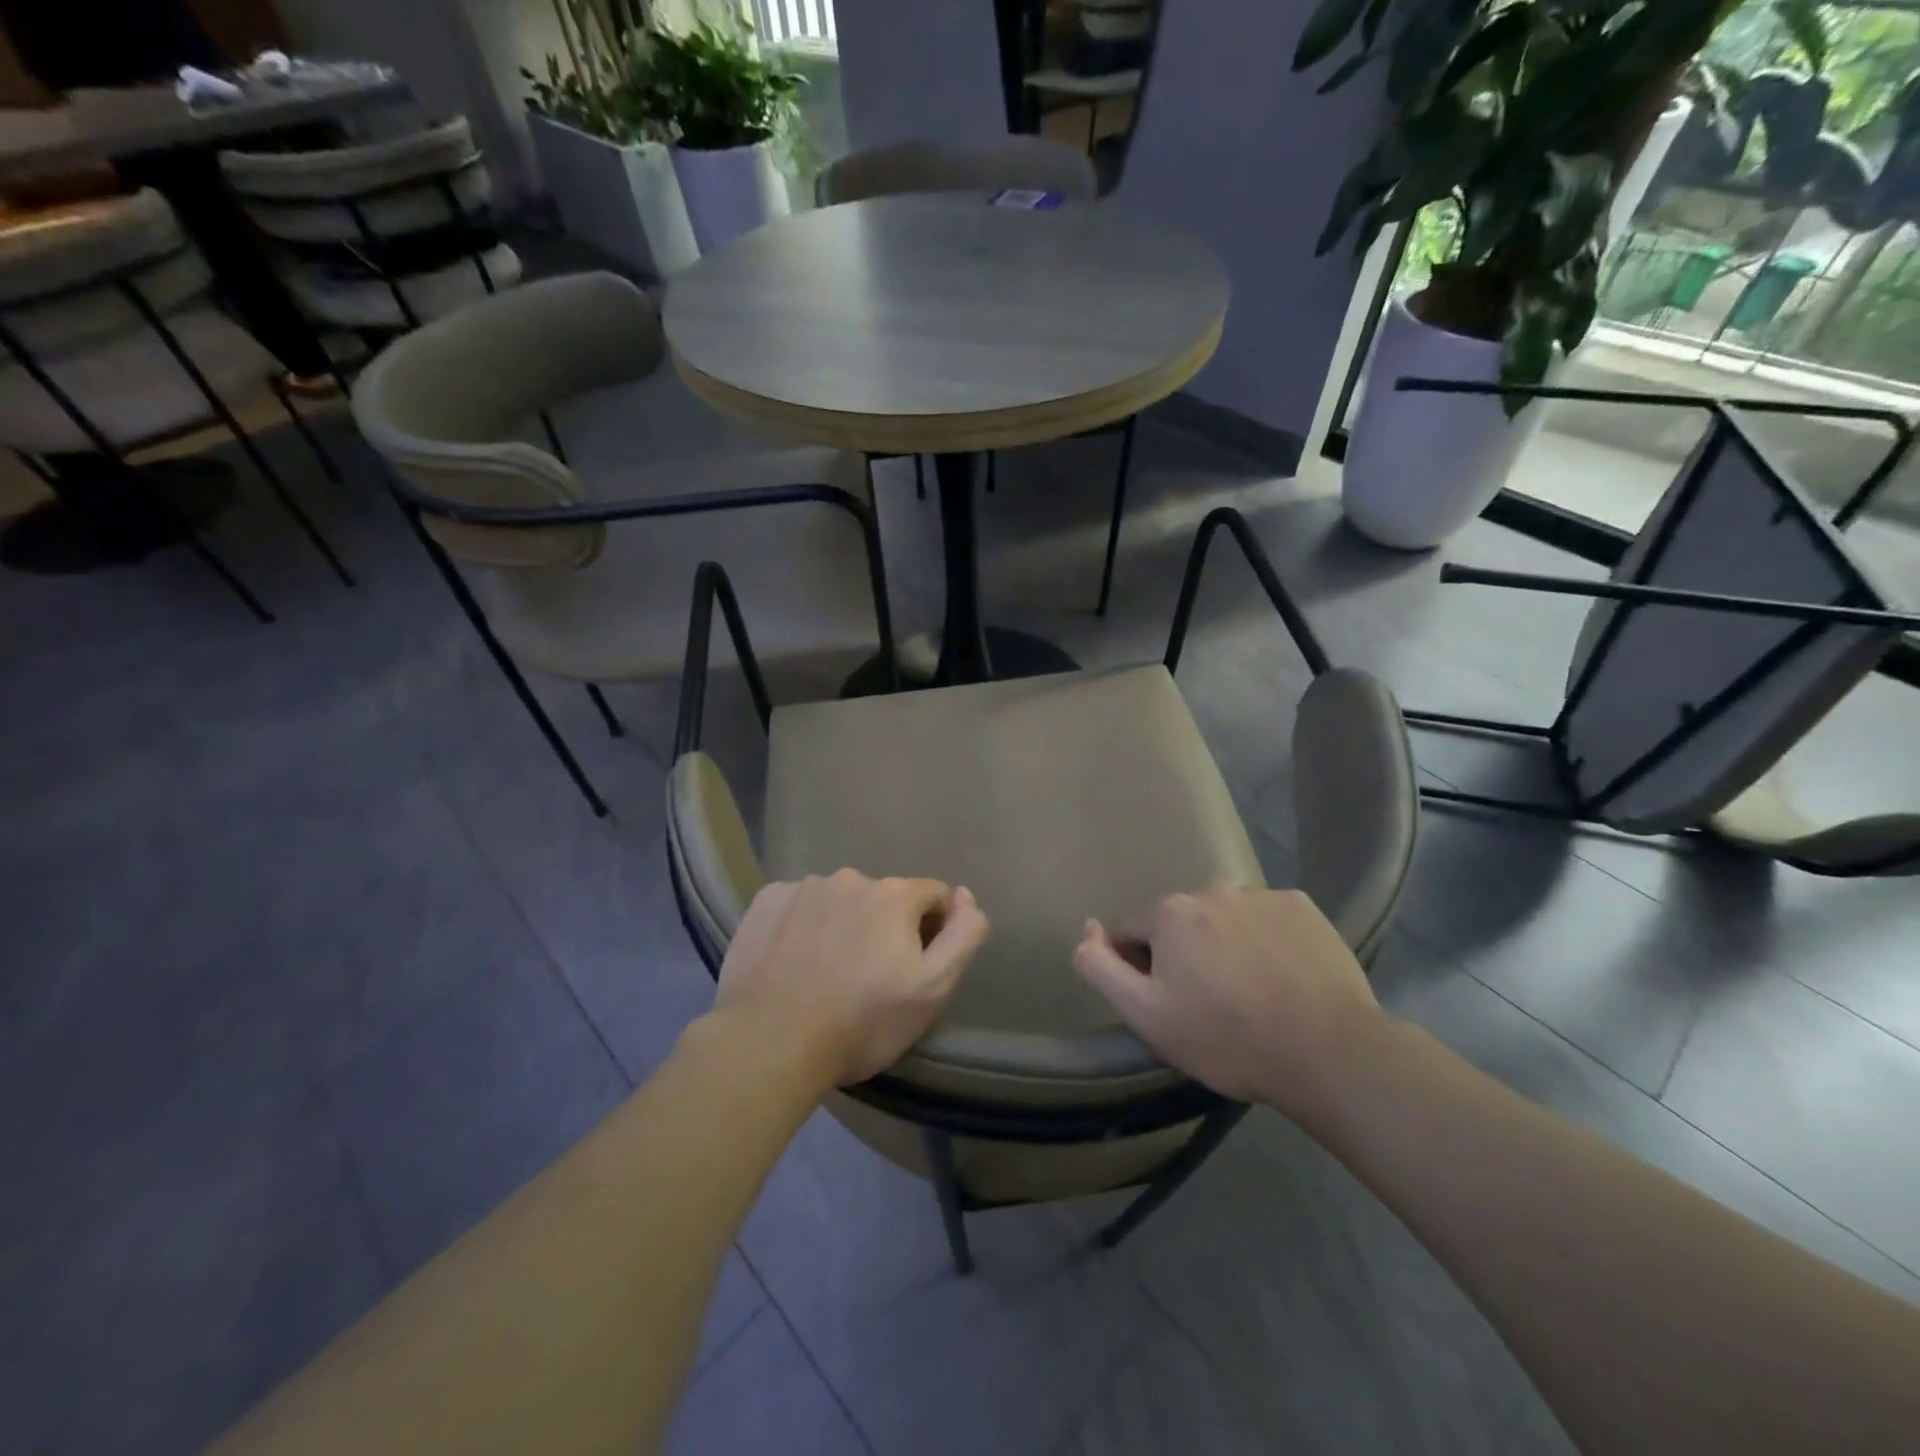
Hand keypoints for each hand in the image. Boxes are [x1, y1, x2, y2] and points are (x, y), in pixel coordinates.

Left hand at [714, 870, 990, 1087]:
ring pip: (839, 900)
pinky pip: (798, 905)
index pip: (933, 896)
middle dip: (885, 927)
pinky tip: (793, 961)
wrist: (771, 1043)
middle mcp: (850, 877)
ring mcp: (803, 887)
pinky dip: (803, 925)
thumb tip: (965, 896)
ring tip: (827, 972)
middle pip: (884, 897)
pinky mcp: (766, 902)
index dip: (933, 930)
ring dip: (843, 924)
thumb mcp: (933, 988)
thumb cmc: (862, 1022)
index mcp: (894, 894)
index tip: (914, 968)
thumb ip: (962, 935)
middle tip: (869, 977)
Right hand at [1073, 888, 1382, 1121]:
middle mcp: (1212, 889)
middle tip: (1207, 1004)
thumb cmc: (1227, 1038)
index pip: (1131, 932)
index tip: (1166, 1005)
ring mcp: (1262, 895)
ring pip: (1224, 918)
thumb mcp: (1146, 1015)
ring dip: (1223, 944)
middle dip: (1182, 954)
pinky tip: (1281, 977)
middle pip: (1179, 922)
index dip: (1138, 969)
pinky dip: (1265, 940)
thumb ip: (1100, 967)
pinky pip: (1266, 919)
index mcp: (1170, 913)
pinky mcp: (1303, 907)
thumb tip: (1086, 928)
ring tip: (1248, 992)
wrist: (1328, 1053)